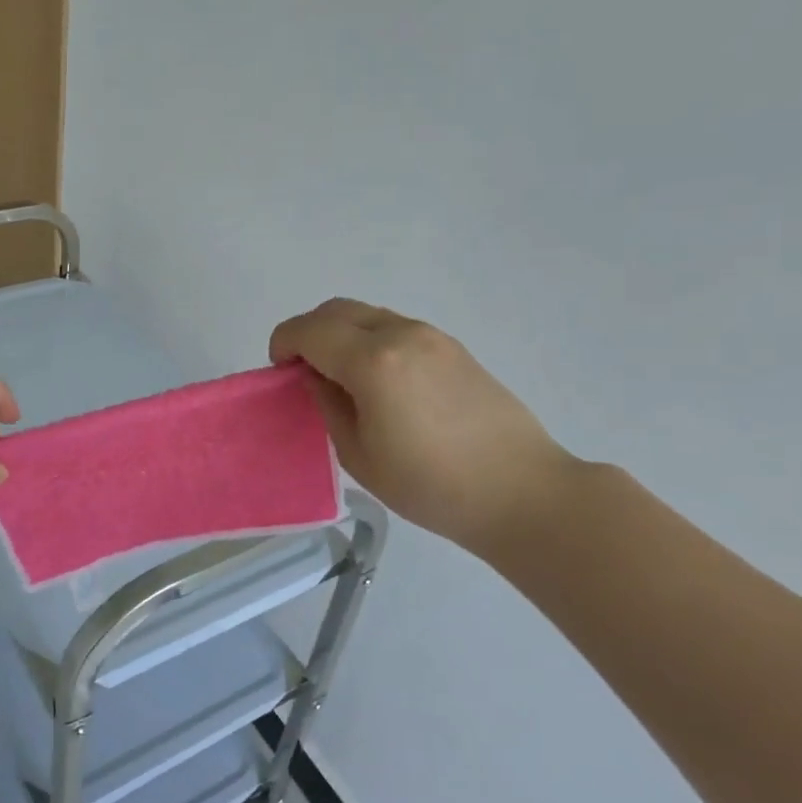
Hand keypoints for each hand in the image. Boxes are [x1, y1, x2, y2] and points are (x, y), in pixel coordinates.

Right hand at [270, 298, 578, 550]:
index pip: (309, 330)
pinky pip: (395, 328)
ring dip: (341, 334)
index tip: (281, 372)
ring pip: (367, 314)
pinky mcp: (453, 348)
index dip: (283, 344)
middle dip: (308, 332)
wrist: (521, 492)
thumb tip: (316, 377)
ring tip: (342, 378)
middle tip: (304, 371)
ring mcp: (431, 337)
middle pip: (336, 310)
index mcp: (372, 362)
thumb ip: (328, 404)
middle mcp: (400, 334)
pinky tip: (379, 382)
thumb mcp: (359, 454)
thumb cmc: (430, 485)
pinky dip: (370, 340)